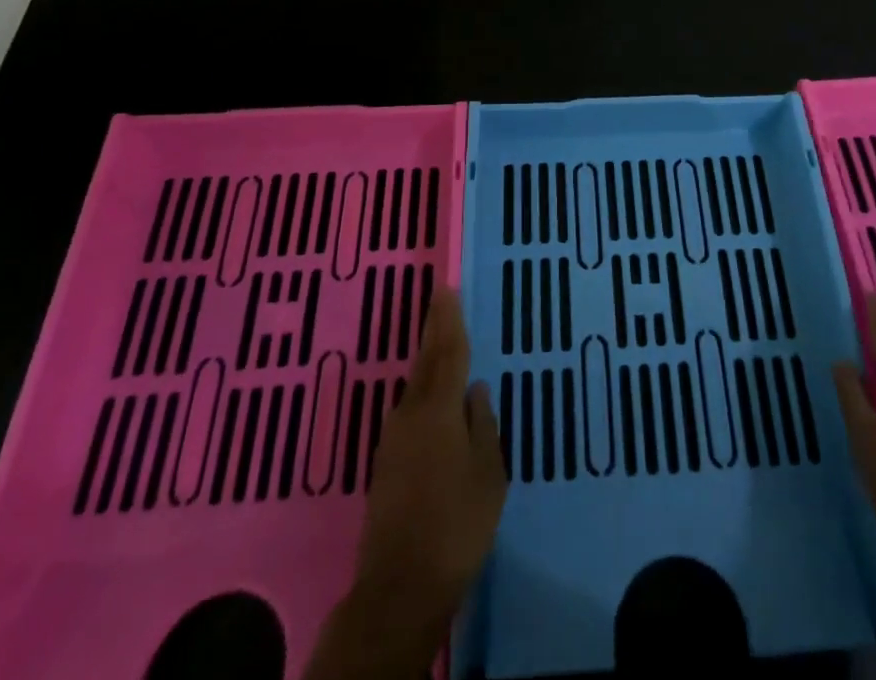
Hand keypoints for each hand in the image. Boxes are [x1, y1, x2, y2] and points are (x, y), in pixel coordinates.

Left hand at [356, 285, 506, 618]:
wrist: (399, 587)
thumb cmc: (457, 525)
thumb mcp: (488, 474)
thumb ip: (483, 426)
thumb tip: (475, 389)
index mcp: (439, 411)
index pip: (447, 353)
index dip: (448, 321)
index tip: (446, 289)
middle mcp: (411, 415)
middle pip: (426, 362)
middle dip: (434, 329)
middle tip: (439, 298)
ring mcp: (393, 439)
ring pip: (415, 385)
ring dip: (428, 358)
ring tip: (440, 337)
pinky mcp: (386, 462)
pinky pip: (410, 409)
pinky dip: (423, 389)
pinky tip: (431, 394)